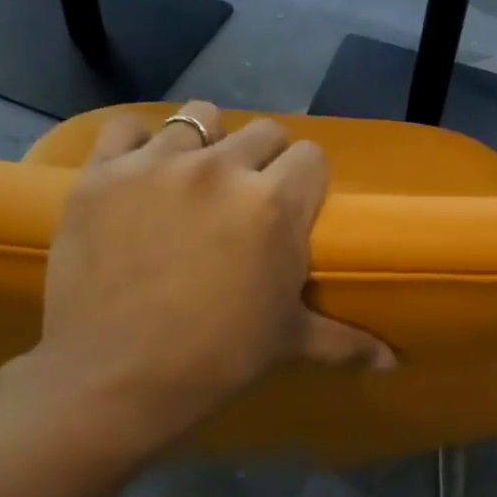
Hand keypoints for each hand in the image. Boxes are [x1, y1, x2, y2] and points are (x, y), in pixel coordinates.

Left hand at [15, 101, 393, 459]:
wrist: (113, 379)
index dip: (305, 180)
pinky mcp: (103, 172)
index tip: (292, 205)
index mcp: (274, 203)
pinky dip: (137, 143)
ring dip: (205, 142)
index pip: (310, 156)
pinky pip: (127, 126)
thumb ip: (345, 341)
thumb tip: (393, 363)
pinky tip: (138, 171)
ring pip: (199, 117)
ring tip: (192, 179)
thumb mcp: (287, 342)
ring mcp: (157, 164)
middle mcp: (221, 168)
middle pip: (263, 131)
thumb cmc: (215, 358)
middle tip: (245, 198)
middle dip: (263, 159)